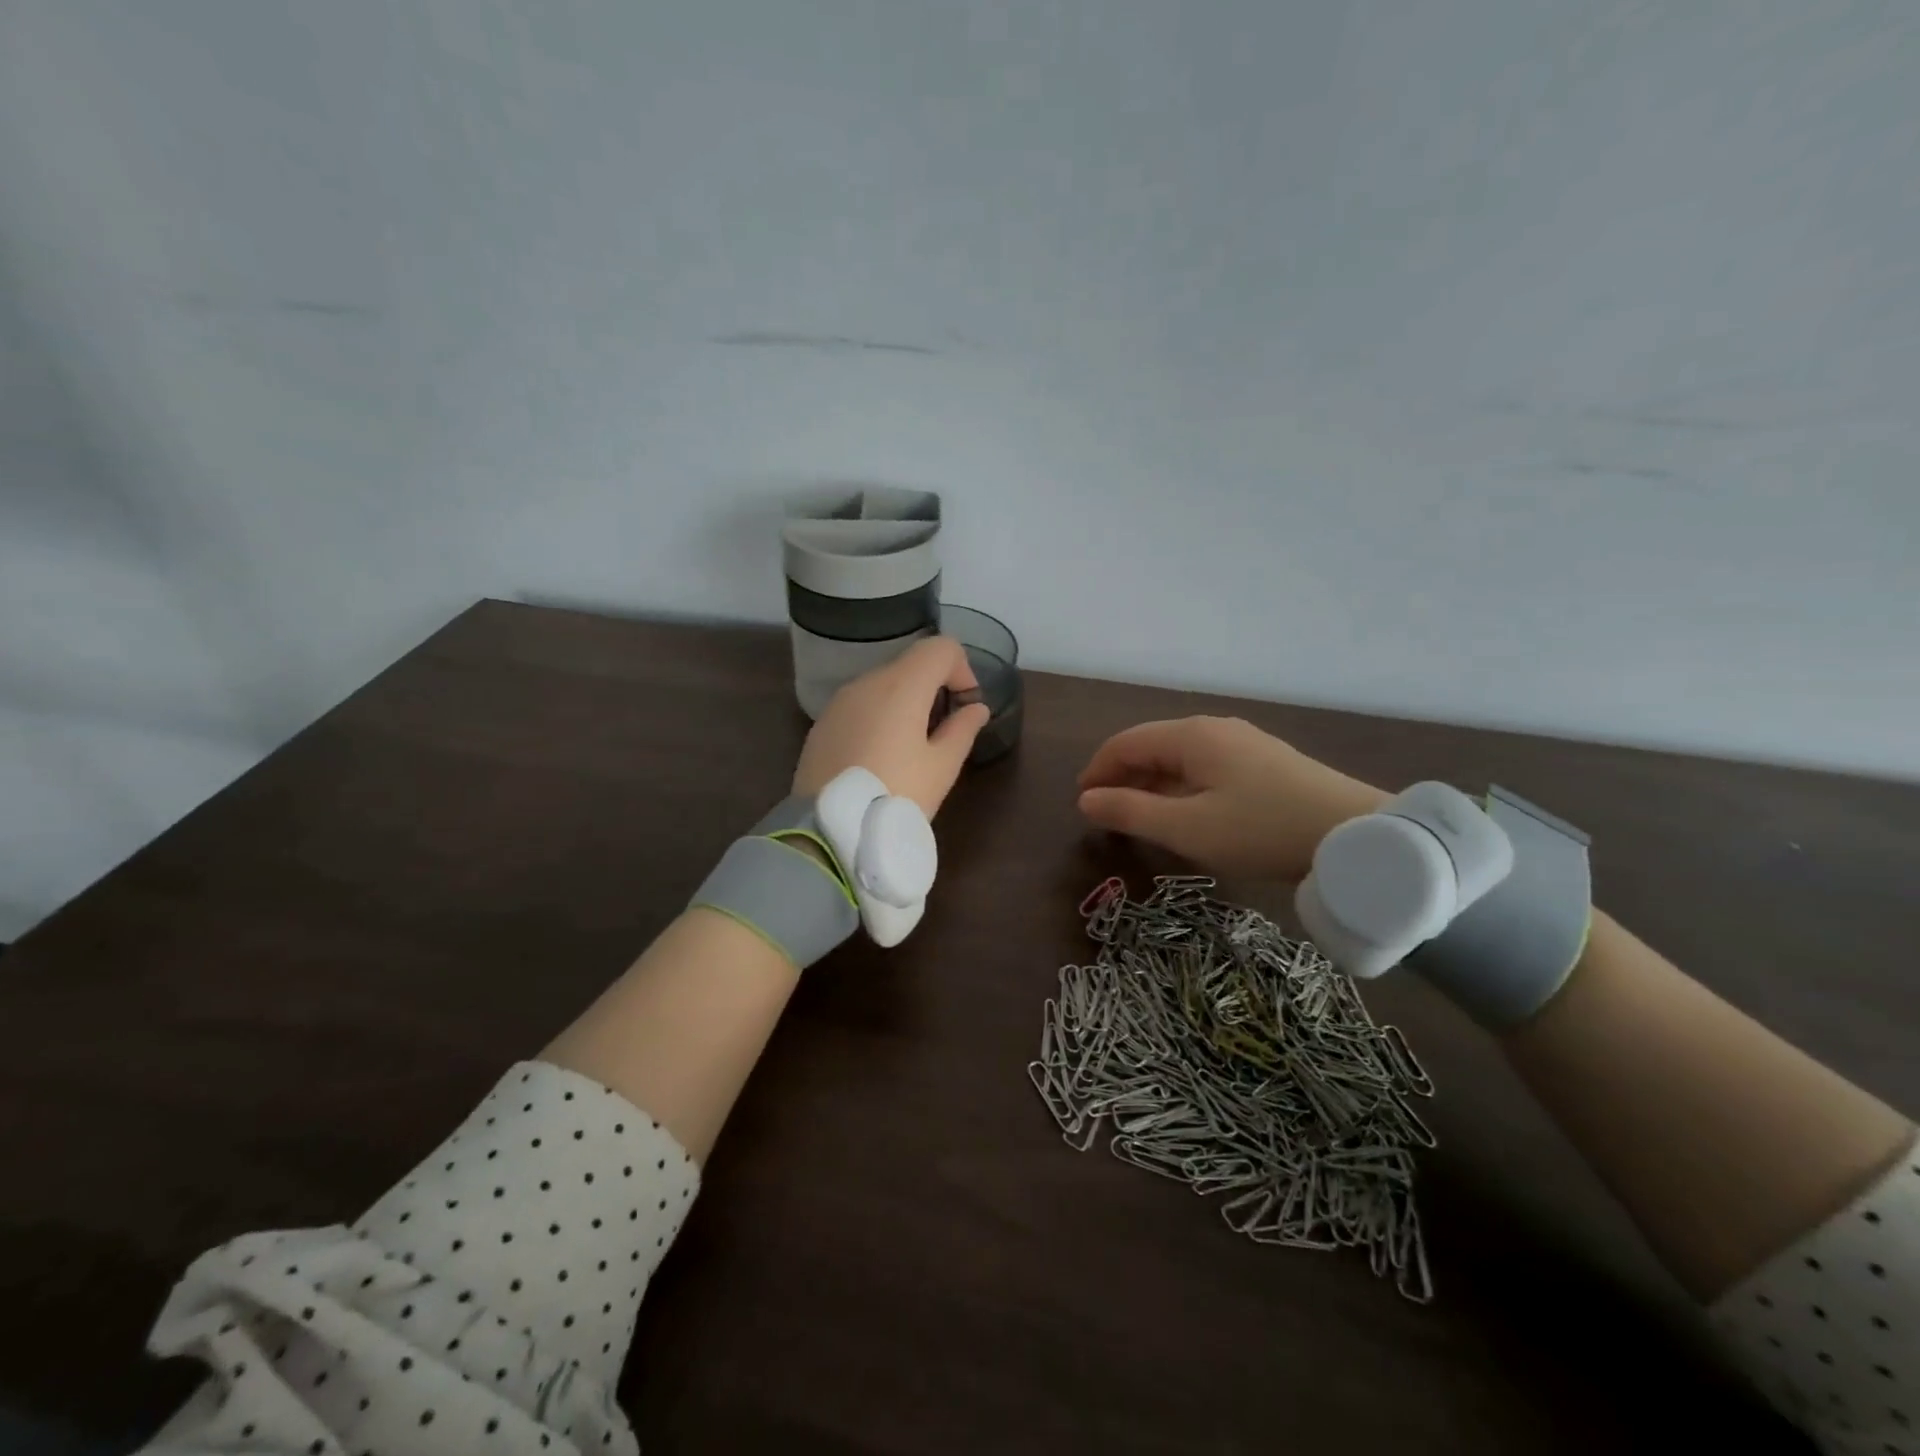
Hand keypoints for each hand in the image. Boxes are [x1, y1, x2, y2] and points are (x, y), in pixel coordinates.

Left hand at [793, 636, 990, 818]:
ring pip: (883, 684)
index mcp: (902, 685)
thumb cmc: (895, 794)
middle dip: (934, 687)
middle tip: (943, 731)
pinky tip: (879, 756)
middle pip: (911, 664)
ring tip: (910, 747)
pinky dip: (878, 715)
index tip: (965, 706)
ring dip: (905, 702)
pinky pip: (860, 705)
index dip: (962, 670)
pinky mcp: (823, 722)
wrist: (829, 828)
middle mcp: (868, 681)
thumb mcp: (941, 768)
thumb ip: (962, 730)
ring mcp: (840, 700)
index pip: (941, 648)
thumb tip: (976, 709)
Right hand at [1076, 717, 1386, 881]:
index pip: (1126, 742)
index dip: (1097, 770)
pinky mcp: (1266, 762)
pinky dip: (1182, 786)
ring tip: (1141, 817)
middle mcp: (1214, 729)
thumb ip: (1130, 812)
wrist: (1356, 837)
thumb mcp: (1187, 828)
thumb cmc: (1260, 830)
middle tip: (1107, 814)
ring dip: (1152, 783)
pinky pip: (1206, 767)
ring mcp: (1244, 743)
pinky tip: (1187, 812)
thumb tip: (1086, 801)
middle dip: (1123, 776)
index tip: (1082, 802)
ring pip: (1181, 757)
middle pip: (1153, 746)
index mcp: (1191, 736)